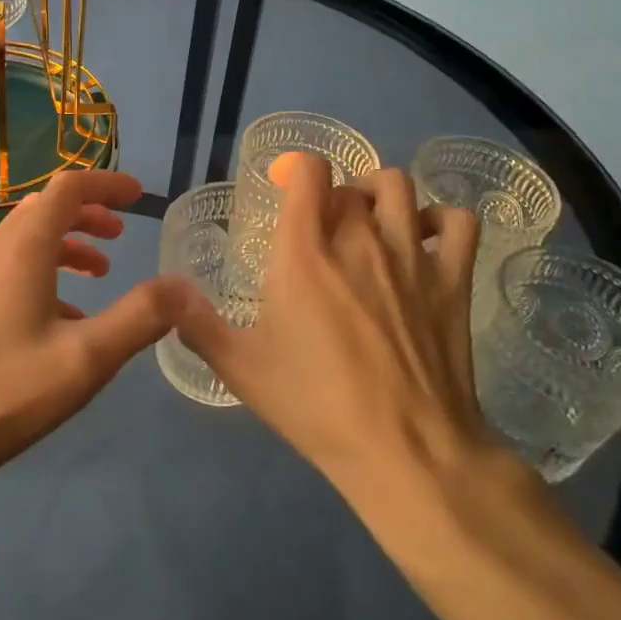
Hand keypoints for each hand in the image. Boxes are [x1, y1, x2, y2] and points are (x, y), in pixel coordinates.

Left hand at [0, 170, 205, 502]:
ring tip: (101, 271)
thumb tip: (183, 286)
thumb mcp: (85, 359)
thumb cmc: (4, 391)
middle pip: (46, 207)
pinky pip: (12, 266)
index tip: (139, 196)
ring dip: (68, 242)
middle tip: (122, 233)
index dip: (107, 184)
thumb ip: (139, 318)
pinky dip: (46, 271)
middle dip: (88, 212)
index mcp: (24, 248)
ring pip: (27, 237)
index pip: (69, 188)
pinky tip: (65, 317)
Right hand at [168, 154, 513, 519]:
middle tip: (322, 231)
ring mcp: (411, 256)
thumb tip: (162, 290)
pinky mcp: (453, 280)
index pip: (308, 171)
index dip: (295, 168)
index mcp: (305, 252)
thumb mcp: (240, 368)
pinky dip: (441, 219)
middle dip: (333, 196)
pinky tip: (425, 239)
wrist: (406, 451)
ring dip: (380, 194)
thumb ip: (196, 323)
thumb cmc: (316, 406)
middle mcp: (359, 238)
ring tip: (370, 222)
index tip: (284, 189)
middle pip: (350, 183)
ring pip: (400, 187)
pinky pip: (458, 222)